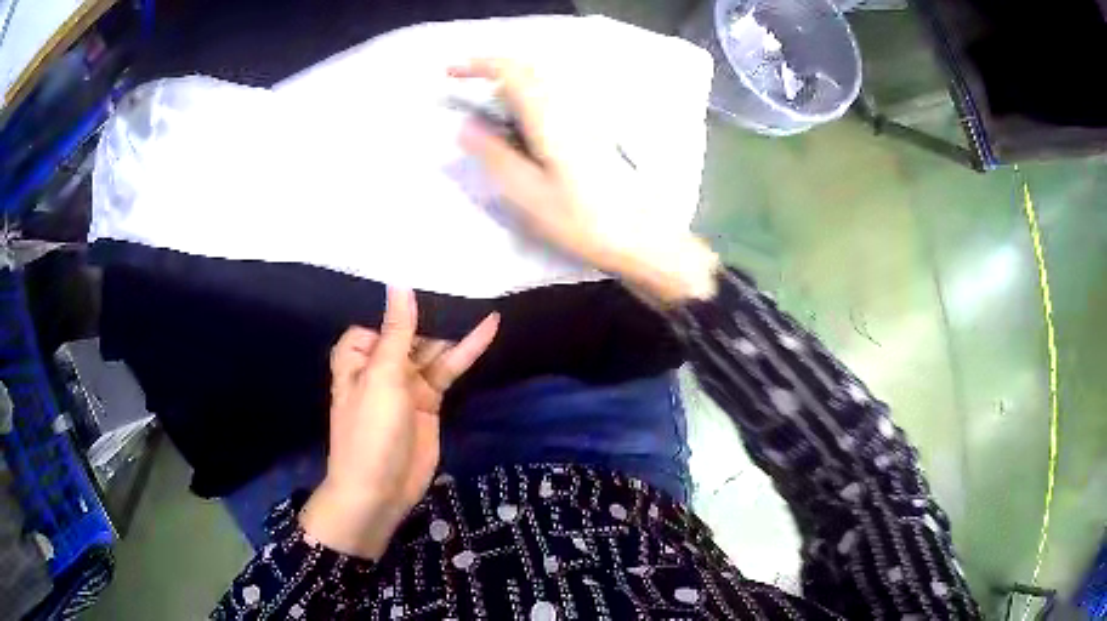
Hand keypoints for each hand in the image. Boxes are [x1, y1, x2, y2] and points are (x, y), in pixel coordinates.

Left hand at [300, 288, 498, 558]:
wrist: (380, 491)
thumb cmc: (370, 430)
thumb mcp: (382, 376)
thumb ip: (396, 330)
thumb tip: (399, 283)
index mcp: (359, 355)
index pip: (382, 318)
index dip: (404, 303)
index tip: (430, 274)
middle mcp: (381, 364)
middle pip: (411, 331)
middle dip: (435, 312)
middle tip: (467, 279)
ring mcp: (407, 383)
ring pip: (433, 349)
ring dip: (455, 330)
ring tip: (481, 298)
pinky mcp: (429, 401)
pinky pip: (448, 370)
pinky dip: (466, 352)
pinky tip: (488, 329)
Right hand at [451, 59, 718, 303]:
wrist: (639, 237)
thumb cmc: (582, 219)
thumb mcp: (528, 193)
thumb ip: (494, 155)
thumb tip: (466, 126)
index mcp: (550, 117)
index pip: (512, 71)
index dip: (479, 64)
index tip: (451, 71)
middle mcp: (570, 108)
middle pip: (529, 70)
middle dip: (493, 69)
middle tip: (465, 85)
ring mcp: (586, 118)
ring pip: (543, 83)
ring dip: (511, 83)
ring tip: (487, 106)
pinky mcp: (593, 132)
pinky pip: (554, 99)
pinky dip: (529, 98)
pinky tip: (521, 125)